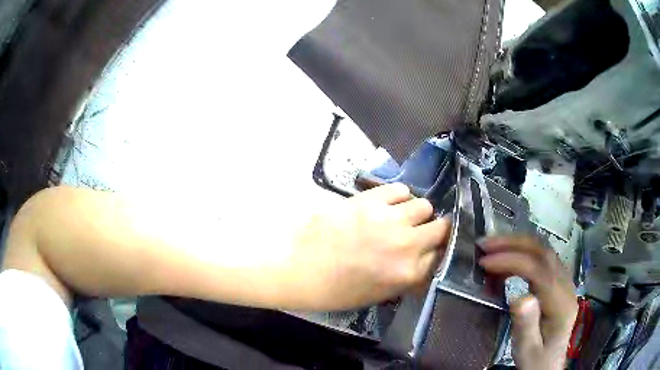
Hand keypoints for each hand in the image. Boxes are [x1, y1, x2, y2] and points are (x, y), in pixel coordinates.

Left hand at [292, 183, 450, 309]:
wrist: (297, 268)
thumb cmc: (335, 290)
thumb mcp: (378, 296)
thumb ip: (408, 279)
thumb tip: (425, 265)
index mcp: (408, 273)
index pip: (442, 256)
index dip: (437, 253)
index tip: (432, 250)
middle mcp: (407, 244)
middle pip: (442, 227)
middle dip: (436, 230)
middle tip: (421, 233)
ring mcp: (389, 218)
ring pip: (424, 205)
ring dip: (417, 213)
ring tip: (401, 218)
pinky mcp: (369, 199)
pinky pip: (400, 189)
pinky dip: (398, 197)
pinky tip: (387, 205)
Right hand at [479, 237, 577, 369]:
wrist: (549, 364)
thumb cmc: (535, 360)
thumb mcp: (527, 350)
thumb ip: (526, 326)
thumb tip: (519, 297)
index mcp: (561, 304)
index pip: (540, 271)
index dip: (513, 261)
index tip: (485, 262)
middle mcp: (567, 286)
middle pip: (544, 253)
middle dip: (514, 244)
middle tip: (486, 244)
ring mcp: (565, 281)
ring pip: (544, 251)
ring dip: (518, 244)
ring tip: (493, 248)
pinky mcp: (558, 282)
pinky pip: (543, 259)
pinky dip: (524, 253)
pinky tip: (509, 261)